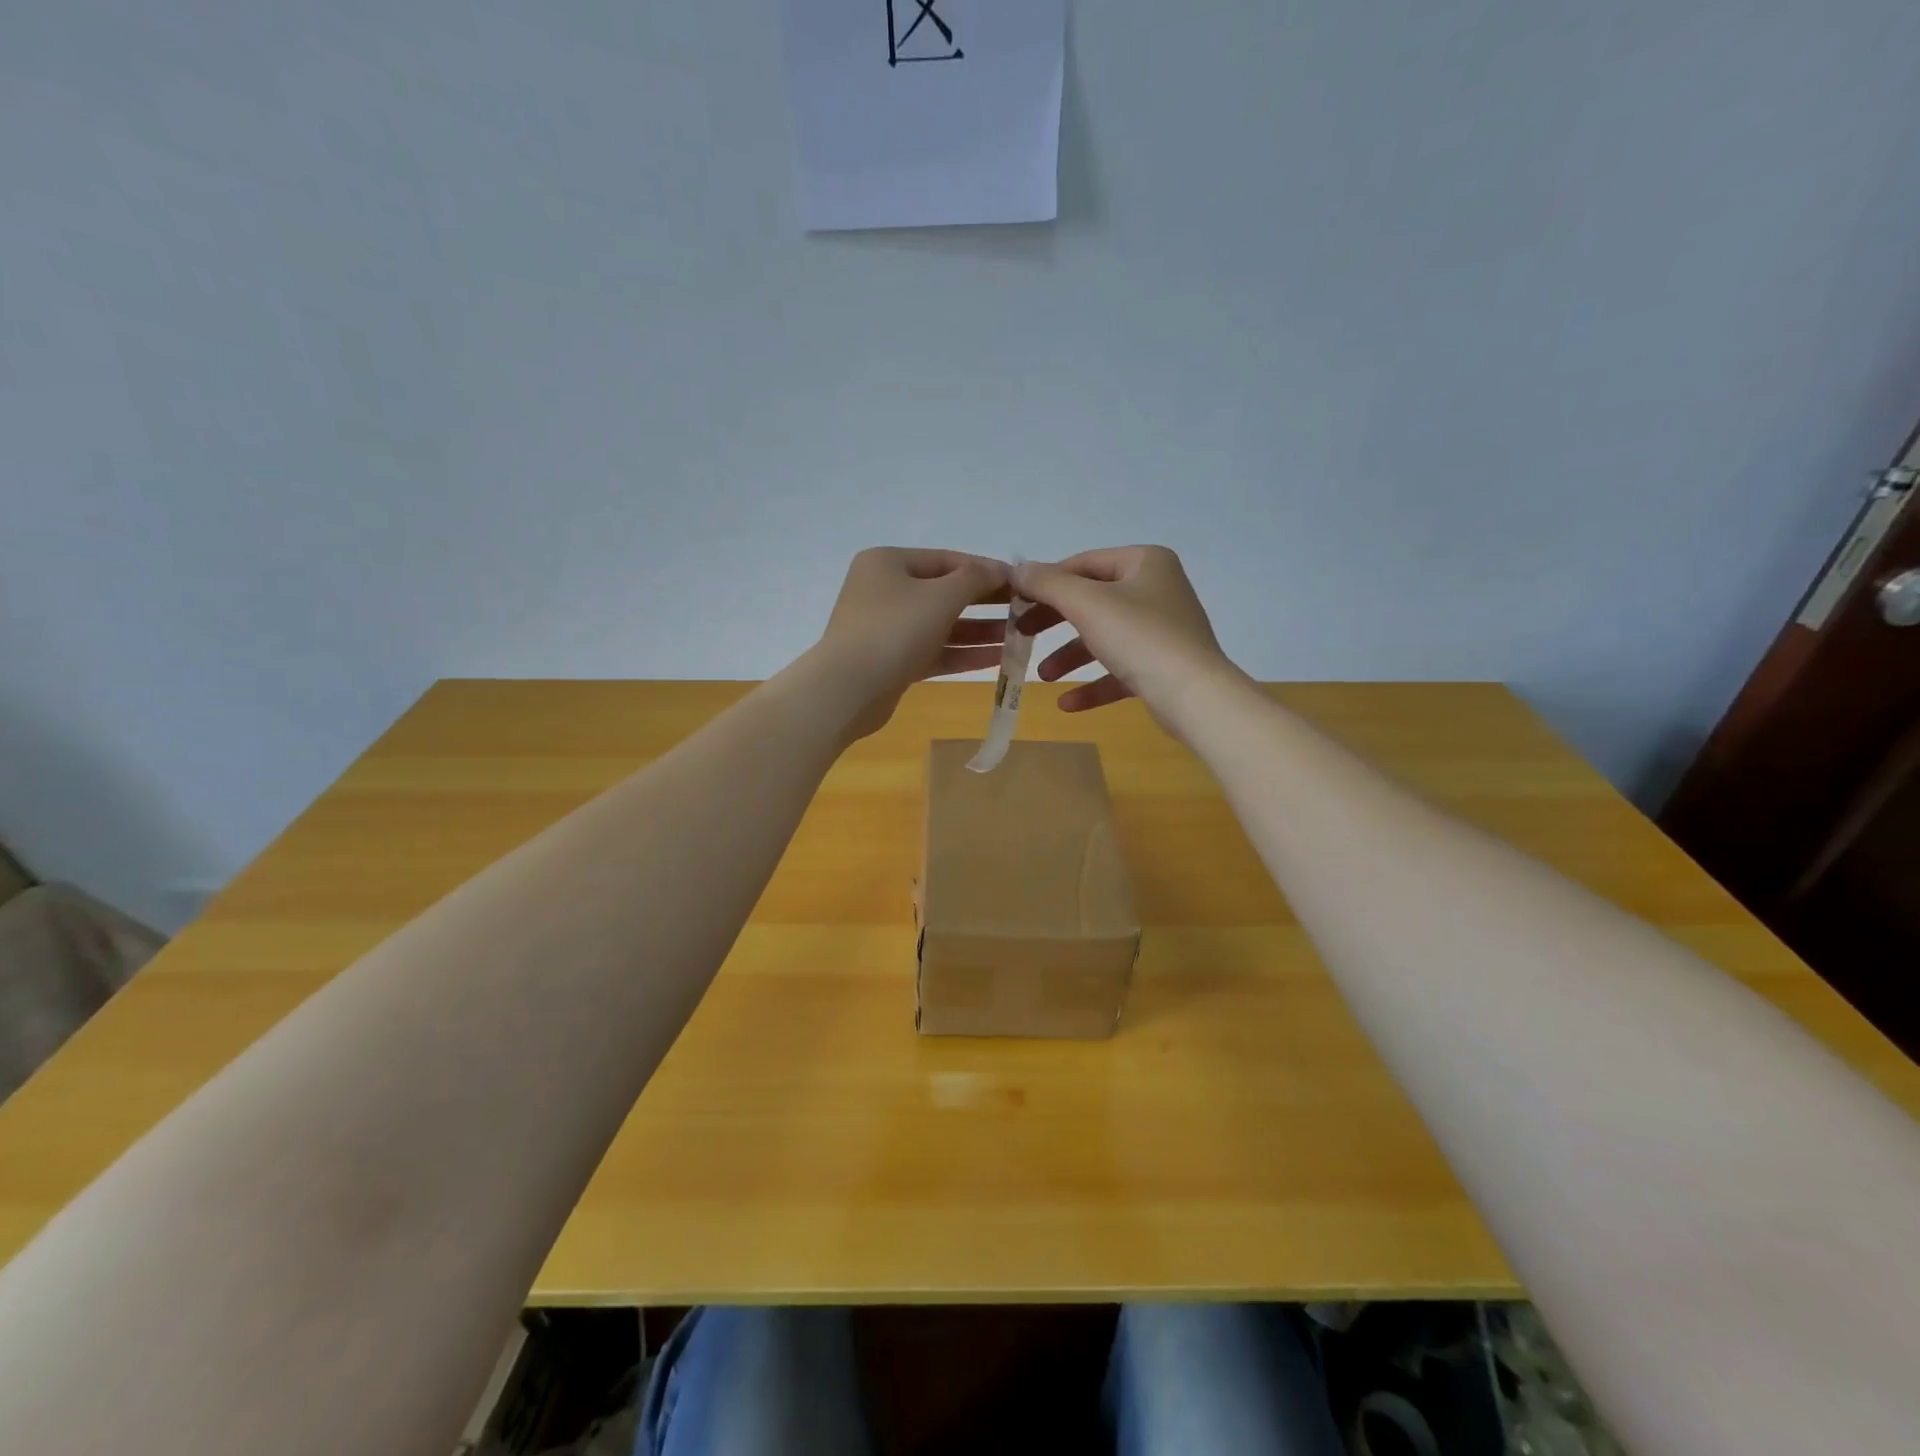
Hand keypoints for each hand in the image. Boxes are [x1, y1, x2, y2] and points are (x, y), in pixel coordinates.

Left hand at [810, 547, 1010, 738]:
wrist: (848, 689)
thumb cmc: (895, 629)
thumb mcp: (941, 596)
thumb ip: (975, 578)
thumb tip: (999, 569)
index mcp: (888, 562)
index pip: (947, 560)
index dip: (986, 570)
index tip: (1021, 582)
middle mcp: (885, 590)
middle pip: (945, 592)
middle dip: (985, 603)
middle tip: (1024, 610)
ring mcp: (886, 628)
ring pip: (941, 625)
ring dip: (979, 631)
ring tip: (1019, 636)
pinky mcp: (892, 662)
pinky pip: (934, 651)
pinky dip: (962, 653)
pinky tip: (998, 658)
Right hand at [1015, 546, 1242, 733]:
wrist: (1194, 696)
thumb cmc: (1139, 637)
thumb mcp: (1086, 603)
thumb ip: (1048, 584)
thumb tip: (1018, 570)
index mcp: (1144, 562)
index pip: (1083, 563)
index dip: (1046, 582)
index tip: (1016, 603)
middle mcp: (1156, 589)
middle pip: (1091, 601)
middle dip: (1055, 623)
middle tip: (1022, 635)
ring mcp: (1162, 629)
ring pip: (1104, 637)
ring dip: (1070, 656)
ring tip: (1044, 676)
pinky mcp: (1163, 666)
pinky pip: (1120, 670)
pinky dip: (1093, 684)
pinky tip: (1067, 704)